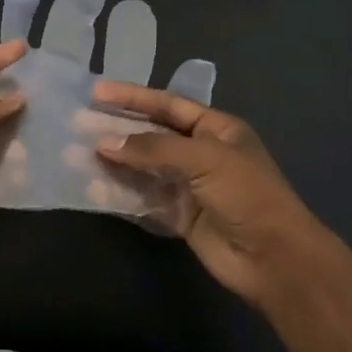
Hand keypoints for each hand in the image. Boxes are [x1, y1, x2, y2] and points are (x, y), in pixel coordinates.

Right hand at [94, 83, 332, 307]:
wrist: (274, 259)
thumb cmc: (247, 195)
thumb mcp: (205, 159)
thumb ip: (153, 148)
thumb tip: (105, 142)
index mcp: (216, 129)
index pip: (168, 105)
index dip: (133, 97)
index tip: (97, 91)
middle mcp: (201, 153)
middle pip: (152, 135)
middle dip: (118, 129)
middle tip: (79, 123)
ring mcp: (188, 185)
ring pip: (143, 167)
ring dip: (114, 161)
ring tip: (77, 154)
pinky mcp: (179, 216)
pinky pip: (144, 198)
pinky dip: (120, 192)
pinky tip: (94, 188)